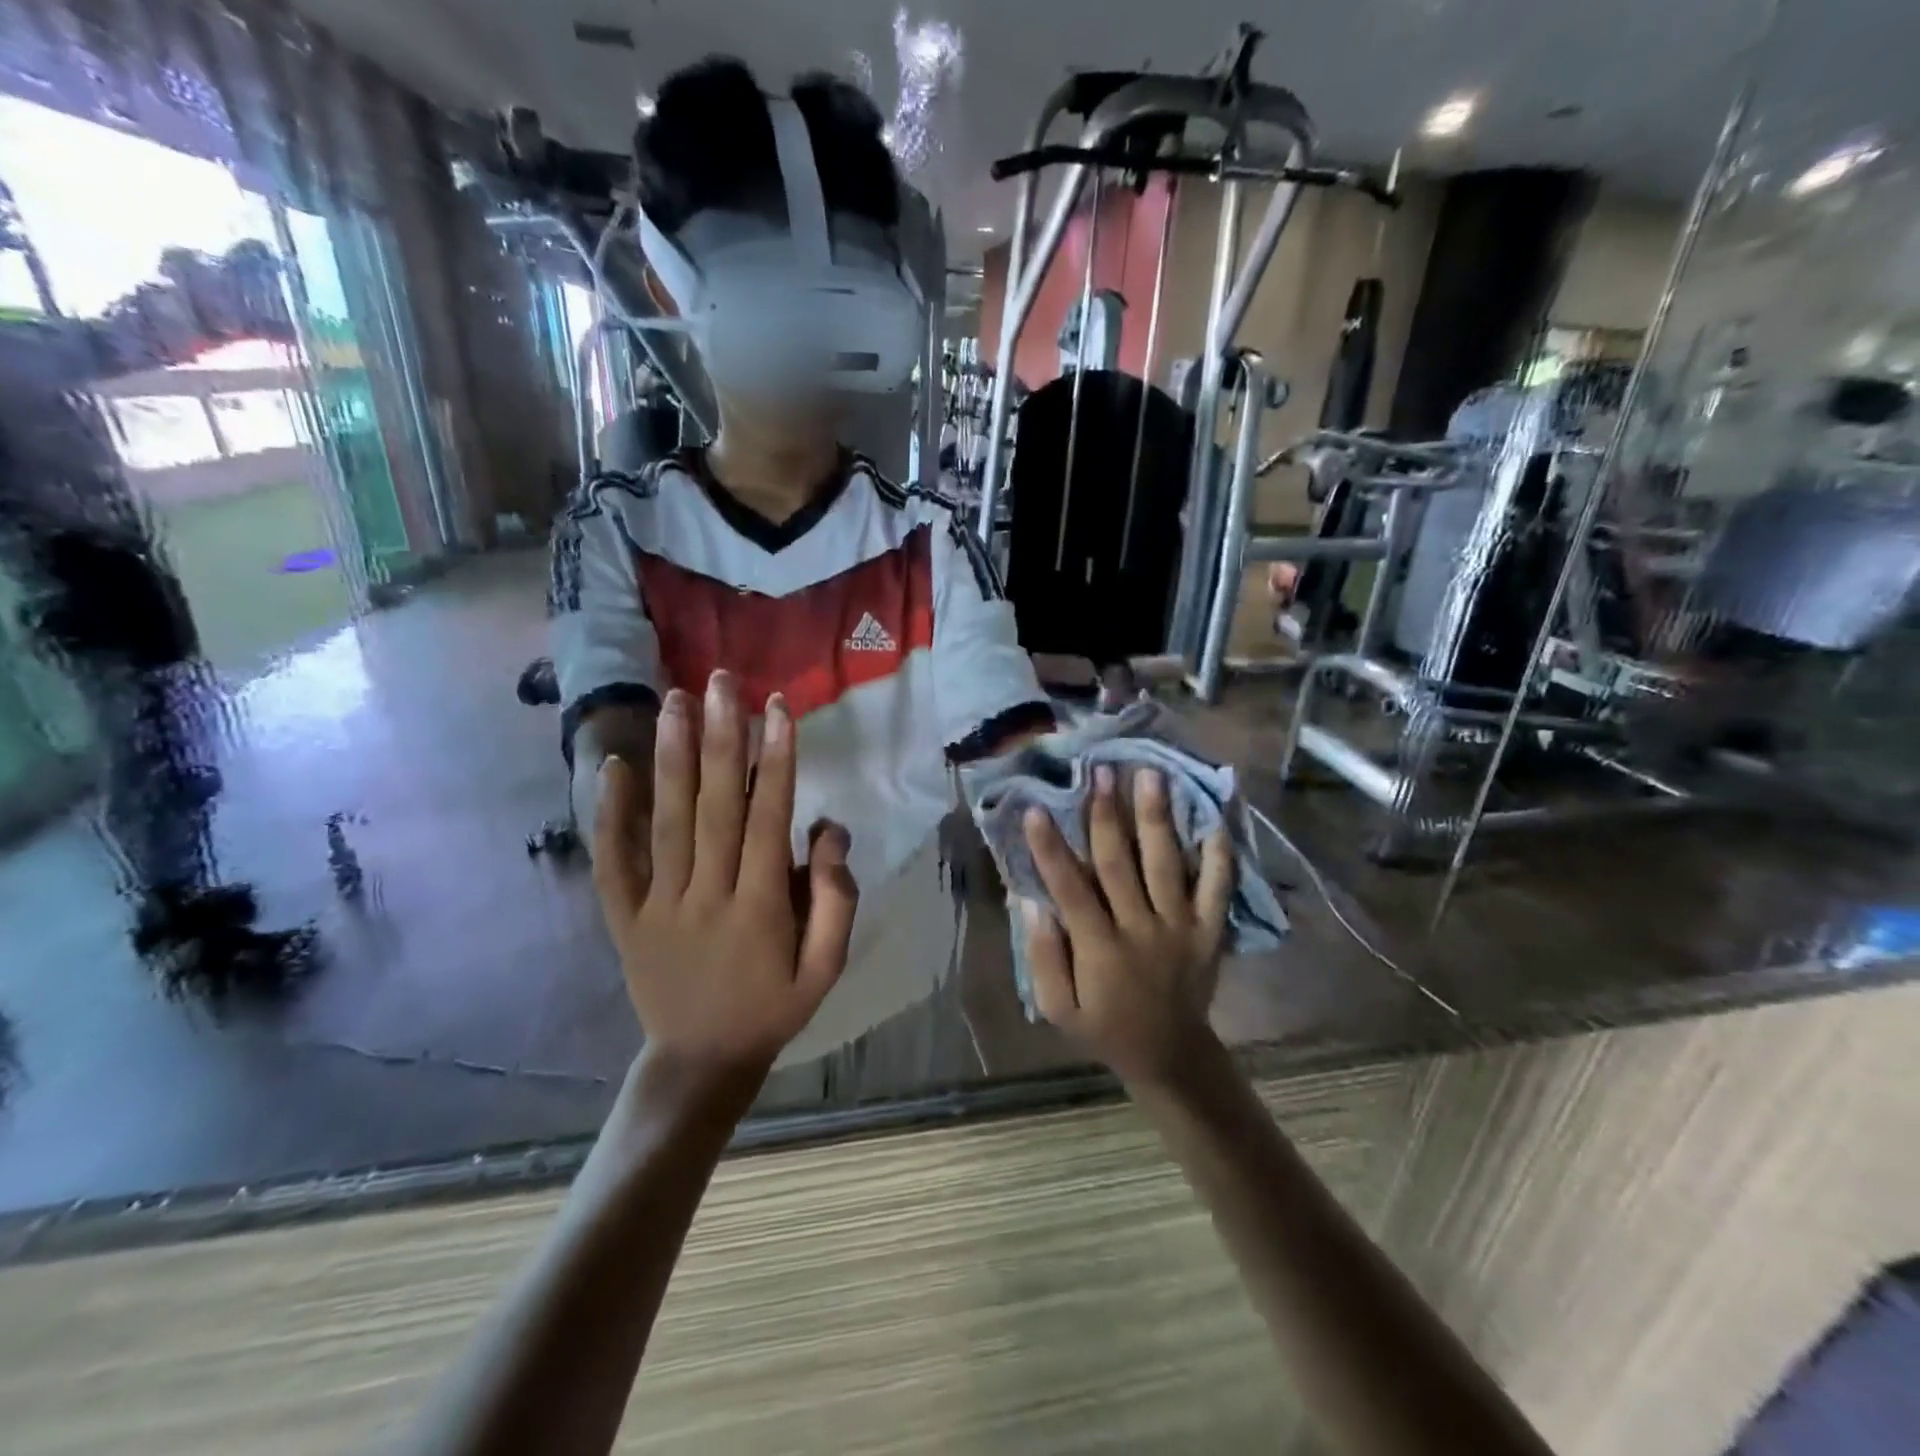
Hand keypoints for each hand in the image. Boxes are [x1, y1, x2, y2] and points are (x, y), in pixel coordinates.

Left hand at [593, 670, 857, 1088]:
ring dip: (671, 756)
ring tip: (675, 700)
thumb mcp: (826, 967)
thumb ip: (837, 899)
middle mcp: (706, 895)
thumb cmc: (773, 1006)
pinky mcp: (624, 917)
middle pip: (713, 805)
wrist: (700, 1061)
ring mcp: (658, 904)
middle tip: (720, 681)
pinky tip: (614, 766)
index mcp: (761, 906)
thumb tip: (827, 829)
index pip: (767, 817)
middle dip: (719, 737)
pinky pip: (613, 860)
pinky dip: (611, 813)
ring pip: (665, 820)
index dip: (774, 759)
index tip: (776, 707)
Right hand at [1020, 765, 1233, 1088]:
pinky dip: (1219, 855)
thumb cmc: (1105, 1028)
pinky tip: (1213, 819)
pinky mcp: (1209, 930)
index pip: (1070, 889)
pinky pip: (1217, 888)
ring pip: (1166, 865)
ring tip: (1151, 775)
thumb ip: (1043, 957)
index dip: (1051, 848)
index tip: (1036, 808)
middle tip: (1100, 771)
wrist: (1171, 1055)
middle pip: (1120, 864)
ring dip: (1157, 819)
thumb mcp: (1059, 1009)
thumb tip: (1032, 901)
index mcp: (1100, 948)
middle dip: (1106, 815)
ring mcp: (1180, 926)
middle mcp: (1141, 929)